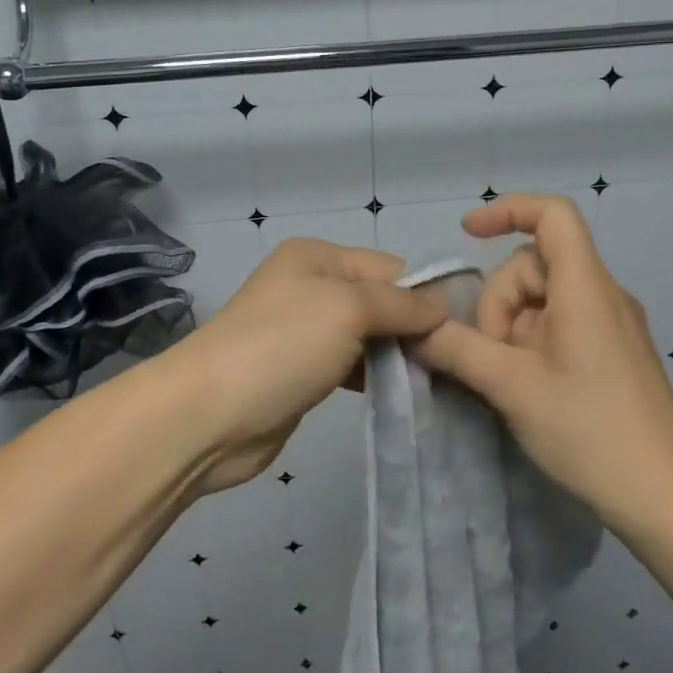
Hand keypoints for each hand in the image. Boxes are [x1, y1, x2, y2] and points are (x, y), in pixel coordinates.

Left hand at [178, 238, 445, 492]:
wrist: (209, 415)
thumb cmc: (281, 346)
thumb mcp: (347, 308)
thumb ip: (399, 304)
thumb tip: (442, 307)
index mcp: (317, 257)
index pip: (389, 267)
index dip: (424, 295)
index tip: (463, 330)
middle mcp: (311, 287)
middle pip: (380, 302)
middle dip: (414, 328)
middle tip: (455, 361)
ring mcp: (305, 332)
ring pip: (368, 337)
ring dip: (398, 356)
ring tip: (438, 380)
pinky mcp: (303, 372)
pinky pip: (352, 367)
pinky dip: (376, 377)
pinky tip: (404, 394)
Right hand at [416, 194, 672, 521]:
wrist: (667, 497)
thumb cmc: (590, 429)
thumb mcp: (511, 386)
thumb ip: (457, 349)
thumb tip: (415, 328)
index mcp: (584, 286)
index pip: (552, 215)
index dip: (508, 210)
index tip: (467, 233)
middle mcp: (602, 294)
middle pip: (535, 264)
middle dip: (500, 302)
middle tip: (492, 357)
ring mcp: (610, 325)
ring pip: (544, 299)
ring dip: (513, 328)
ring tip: (510, 380)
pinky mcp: (612, 354)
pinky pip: (561, 325)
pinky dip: (531, 343)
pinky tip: (525, 386)